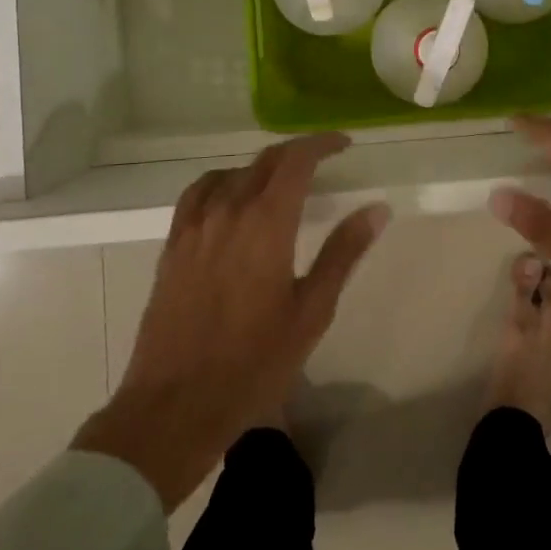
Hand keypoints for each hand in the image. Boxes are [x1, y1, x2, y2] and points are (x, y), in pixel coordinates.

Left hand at [73, 134, 386, 508]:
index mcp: (266, 223)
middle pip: (264, 161)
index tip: (344, 144)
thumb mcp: (312, 311)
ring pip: (232, 174)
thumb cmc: (254, 363)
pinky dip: (223, 182)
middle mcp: (228, 211)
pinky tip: (230, 198)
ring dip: (261, 167)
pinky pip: (198, 193)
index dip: (321, 144)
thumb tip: (377, 209)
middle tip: (322, 160)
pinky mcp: (173, 245)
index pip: (296, 160)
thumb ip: (343, 253)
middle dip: (296, 153)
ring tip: (281, 180)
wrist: (175, 405)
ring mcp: (195, 226)